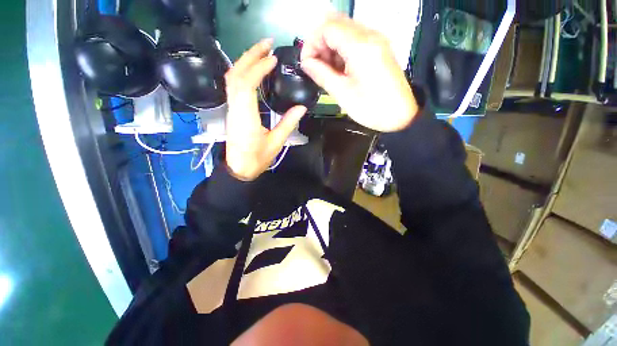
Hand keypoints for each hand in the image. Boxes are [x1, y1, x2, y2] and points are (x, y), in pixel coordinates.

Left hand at [225, 39, 306, 180]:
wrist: (239, 168)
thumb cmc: (257, 159)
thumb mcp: (276, 143)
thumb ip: (288, 124)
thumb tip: (301, 108)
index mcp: (245, 117)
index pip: (246, 84)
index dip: (258, 68)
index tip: (273, 59)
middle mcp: (235, 108)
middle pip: (235, 74)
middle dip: (250, 55)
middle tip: (268, 44)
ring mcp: (231, 108)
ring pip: (232, 78)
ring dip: (245, 61)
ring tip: (262, 52)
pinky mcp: (233, 110)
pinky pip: (234, 85)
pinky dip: (243, 72)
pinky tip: (254, 69)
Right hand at [301, 14, 417, 131]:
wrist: (401, 115)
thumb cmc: (371, 108)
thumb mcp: (342, 94)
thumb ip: (322, 75)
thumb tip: (306, 64)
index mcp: (360, 46)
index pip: (326, 27)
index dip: (311, 44)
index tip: (307, 64)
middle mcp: (369, 35)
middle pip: (334, 24)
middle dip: (320, 44)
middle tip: (317, 68)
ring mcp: (375, 40)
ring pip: (343, 31)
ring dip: (330, 48)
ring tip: (328, 72)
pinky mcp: (378, 48)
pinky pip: (353, 40)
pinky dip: (341, 51)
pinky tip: (340, 70)